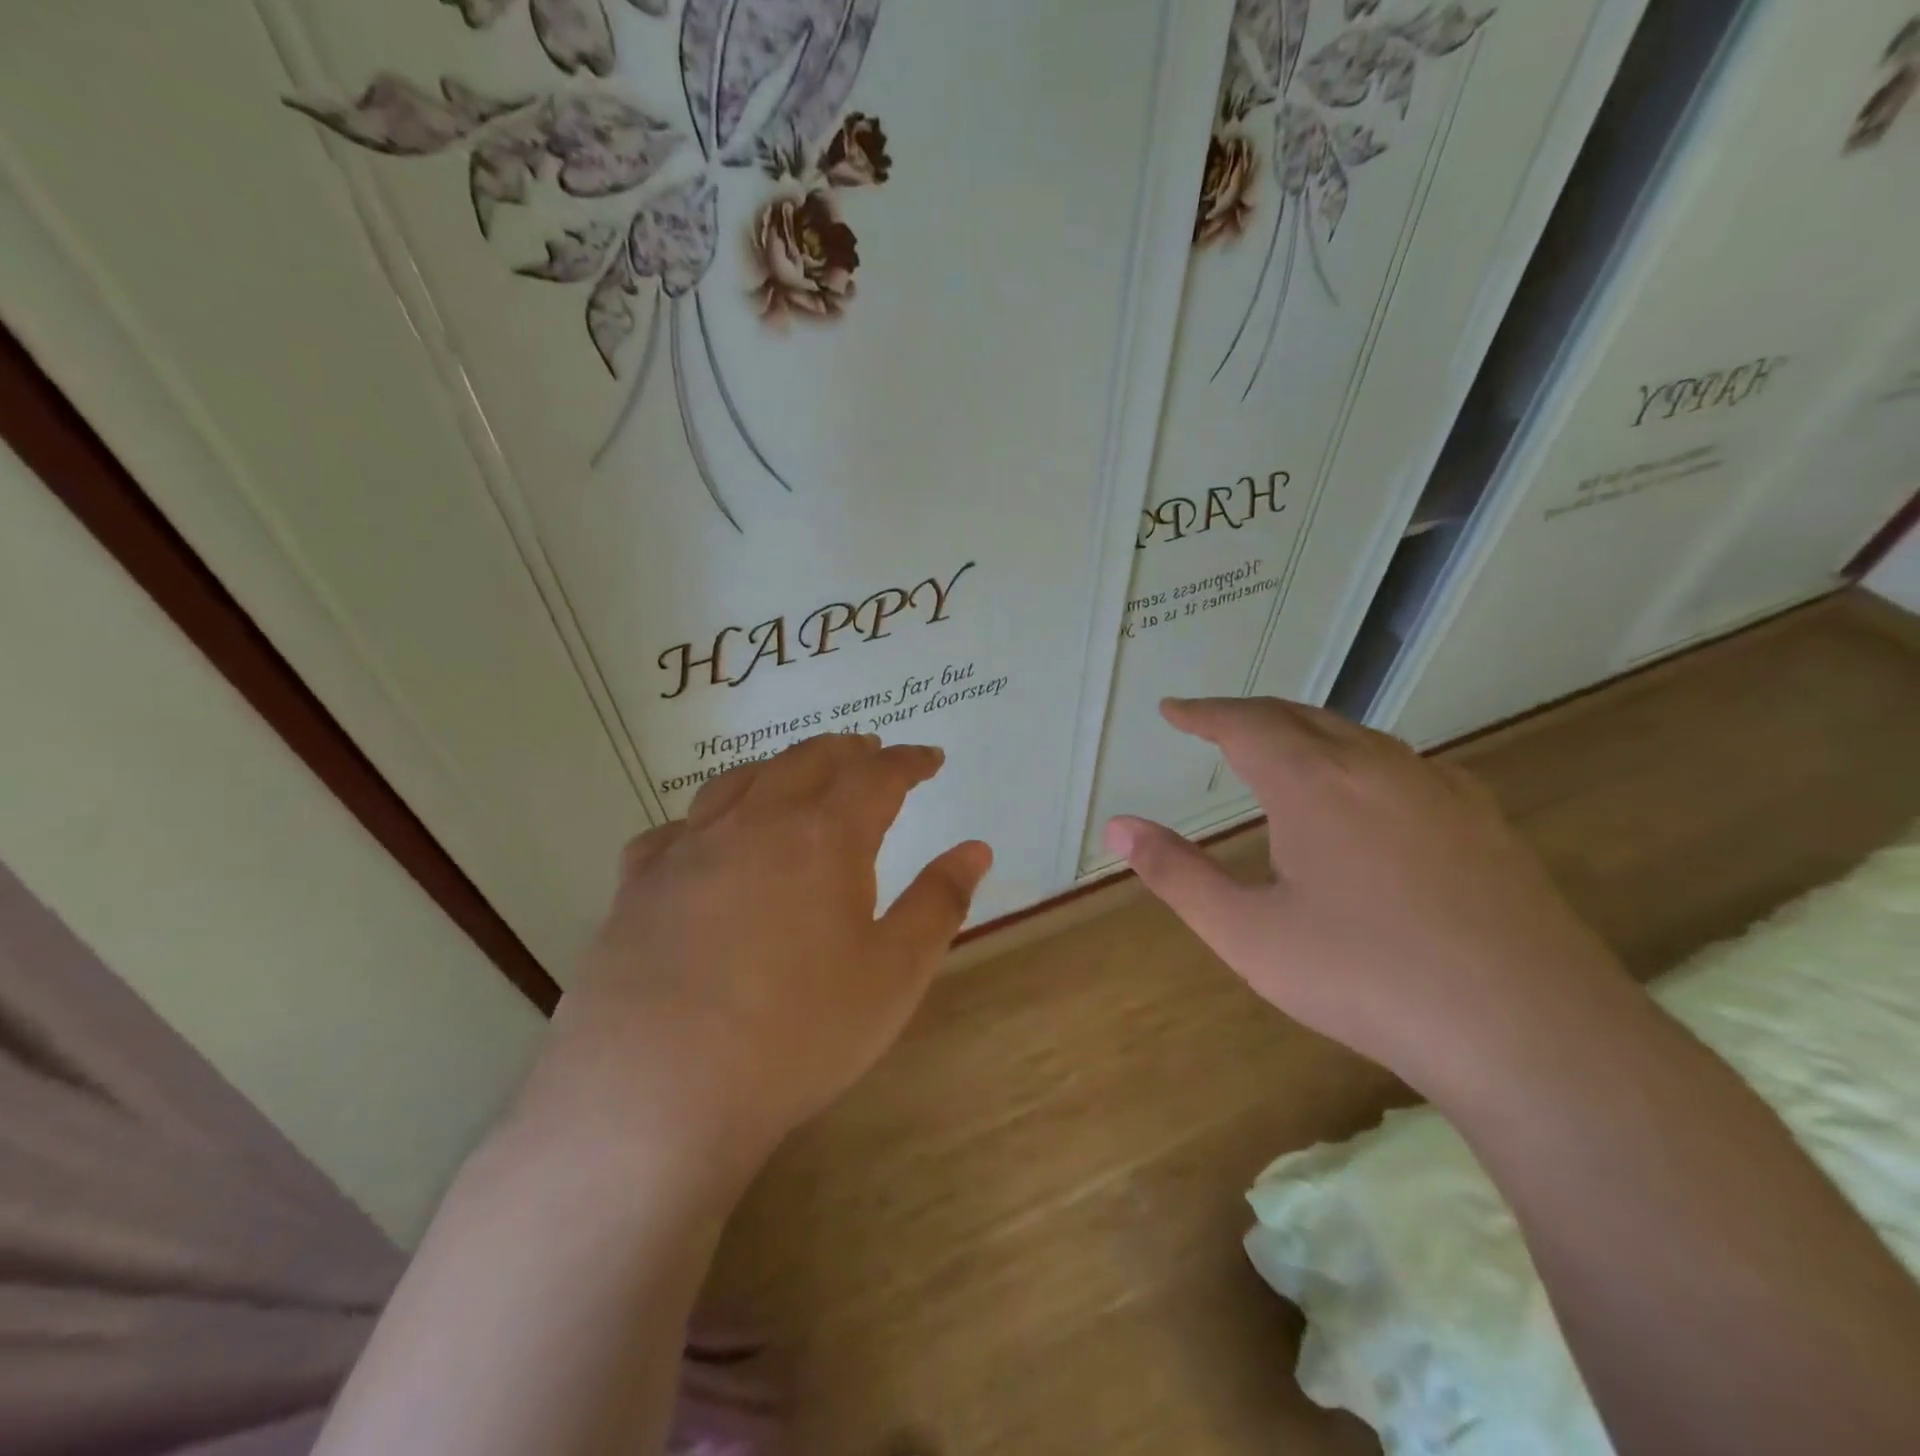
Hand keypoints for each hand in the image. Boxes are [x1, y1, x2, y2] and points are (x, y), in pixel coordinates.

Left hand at [519, 733, 991, 1184]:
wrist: (657, 1095)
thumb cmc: (797, 1035)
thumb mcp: (894, 975)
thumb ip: (939, 903)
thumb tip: (976, 848)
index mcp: (824, 837)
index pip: (877, 776)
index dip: (909, 761)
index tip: (929, 759)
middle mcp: (754, 823)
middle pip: (805, 760)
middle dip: (846, 750)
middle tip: (869, 752)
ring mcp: (687, 849)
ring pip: (737, 781)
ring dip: (778, 768)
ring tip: (796, 777)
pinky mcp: (637, 886)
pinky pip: (673, 830)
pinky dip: (704, 819)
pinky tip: (704, 840)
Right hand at [1104, 697, 1628, 1099]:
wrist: (1529, 1028)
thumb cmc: (1365, 977)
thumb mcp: (1248, 933)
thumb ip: (1176, 874)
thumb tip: (1118, 826)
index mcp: (1314, 783)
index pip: (1245, 724)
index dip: (1203, 713)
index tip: (1172, 709)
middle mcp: (1376, 766)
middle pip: (1300, 716)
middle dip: (1250, 714)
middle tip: (1215, 723)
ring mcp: (1438, 788)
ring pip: (1357, 736)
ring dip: (1306, 731)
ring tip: (1279, 749)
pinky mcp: (1482, 819)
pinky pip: (1403, 765)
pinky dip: (1359, 760)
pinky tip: (1366, 794)